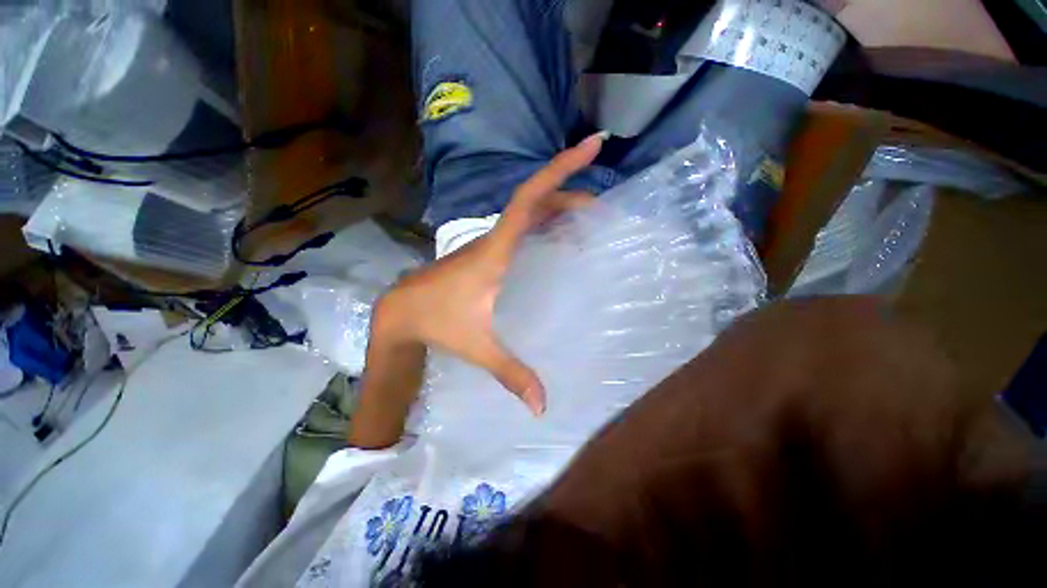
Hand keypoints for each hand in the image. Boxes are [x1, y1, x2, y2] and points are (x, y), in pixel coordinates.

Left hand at [373, 133, 604, 414]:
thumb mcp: (478, 346)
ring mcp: (492, 241)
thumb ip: (511, 374)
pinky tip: (562, 236)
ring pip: (530, 211)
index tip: (590, 146)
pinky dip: (546, 223)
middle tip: (602, 204)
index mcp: (496, 250)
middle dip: (570, 190)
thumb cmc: (436, 321)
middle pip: (536, 199)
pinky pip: (524, 226)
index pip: (530, 199)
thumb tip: (543, 407)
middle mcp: (496, 237)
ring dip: (560, 208)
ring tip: (590, 218)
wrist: (402, 310)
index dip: (560, 170)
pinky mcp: (490, 250)